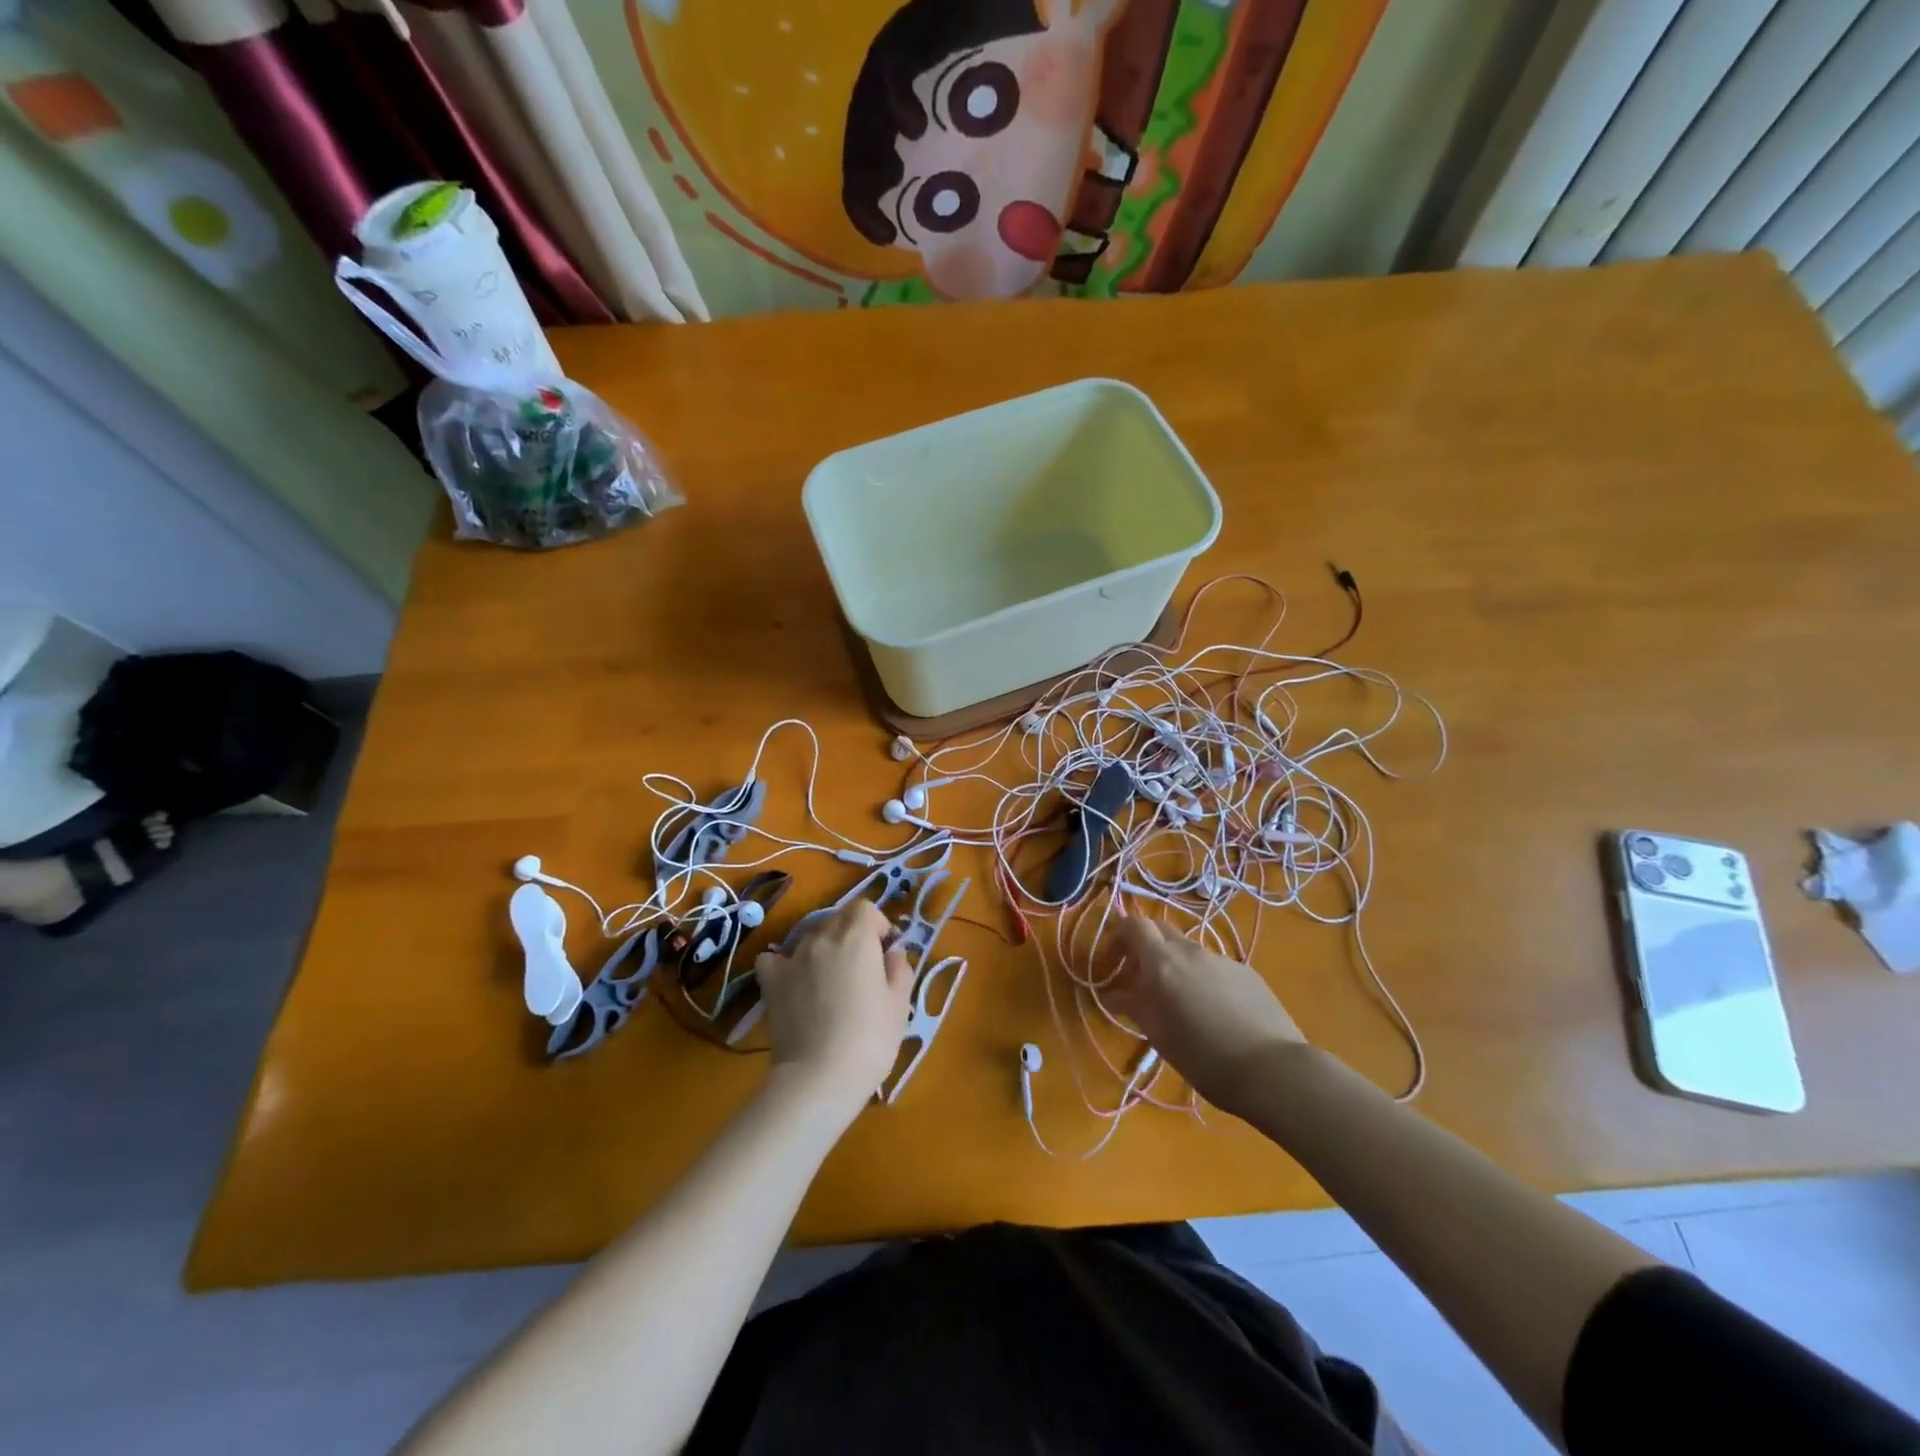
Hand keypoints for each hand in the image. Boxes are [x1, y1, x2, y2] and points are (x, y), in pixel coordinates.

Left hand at [753, 900, 913, 1116]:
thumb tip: (892, 952)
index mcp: (856, 937)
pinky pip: (774, 958)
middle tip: (862, 970)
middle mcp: (822, 938)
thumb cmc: (869, 1040)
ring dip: (824, 949)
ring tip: (830, 982)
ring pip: (811, 937)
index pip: (865, 907)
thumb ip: (899, 968)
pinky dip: (784, 963)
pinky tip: (794, 981)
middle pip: (838, 918)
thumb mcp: (899, 1004)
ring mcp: (792, 958)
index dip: (877, 925)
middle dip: (852, 934)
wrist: (819, 1078)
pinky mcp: (771, 981)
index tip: (884, 952)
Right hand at [1105, 916, 1305, 1119]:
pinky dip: (1201, 978)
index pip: (1133, 924)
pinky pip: (1213, 966)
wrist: (1274, 1070)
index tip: (1111, 964)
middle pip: (1160, 931)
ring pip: (1187, 951)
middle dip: (1144, 949)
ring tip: (1177, 1003)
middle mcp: (1191, 951)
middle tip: (1138, 981)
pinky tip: (1212, 1011)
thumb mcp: (1158, 1034)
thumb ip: (1133, 1006)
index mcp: (1163, 961)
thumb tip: (1113, 993)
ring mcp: (1222, 959)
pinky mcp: (1247, 973)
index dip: (1117, 937)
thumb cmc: (1204, 1056)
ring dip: (1173, 966)